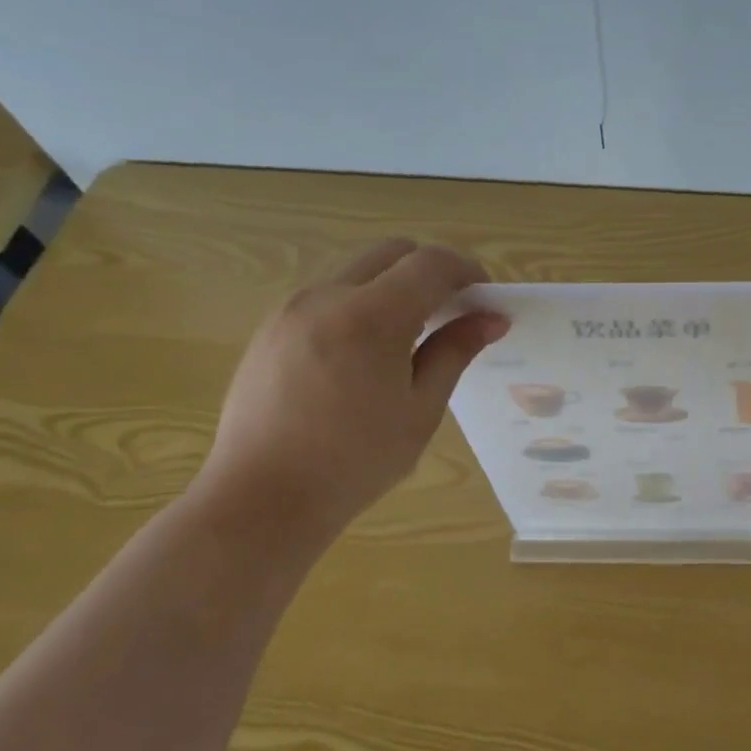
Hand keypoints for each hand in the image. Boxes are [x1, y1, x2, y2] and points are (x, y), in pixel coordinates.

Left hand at [194, 239, 506, 539]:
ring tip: (411, 335)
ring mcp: (292, 308)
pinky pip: (328, 293)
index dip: (467, 271)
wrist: (260, 499)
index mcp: (371, 316)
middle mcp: (327, 296)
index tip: (486, 299)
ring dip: (394, 284)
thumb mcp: (420, 410)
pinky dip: (360, 302)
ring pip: (358, 269)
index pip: (430, 264)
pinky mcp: (271, 327)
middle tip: (452, 311)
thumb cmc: (354, 463)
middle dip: (431, 270)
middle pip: (392, 252)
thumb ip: (454, 352)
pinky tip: (365, 353)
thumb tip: (490, 319)